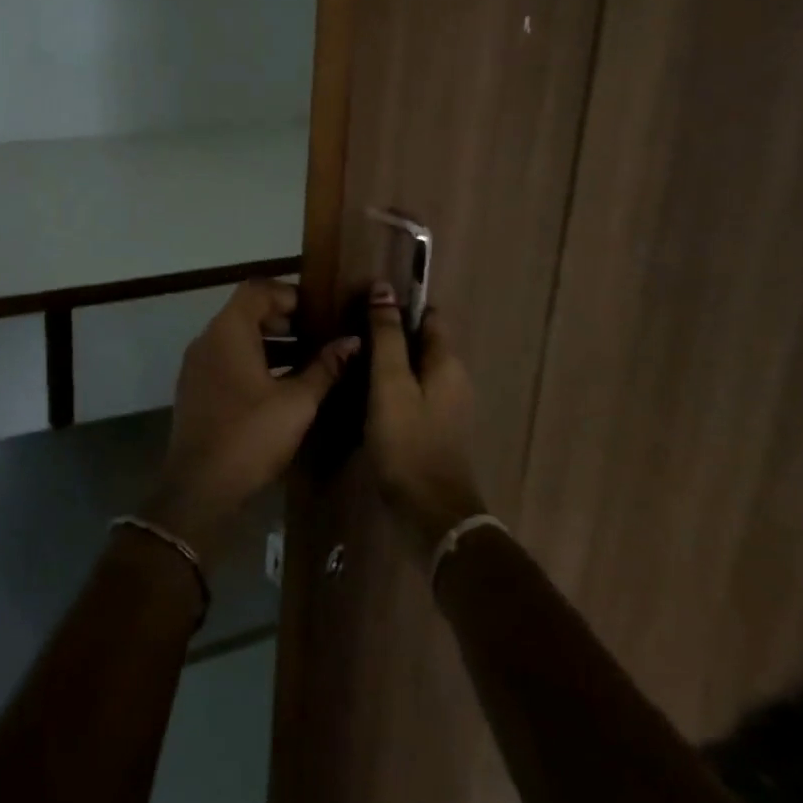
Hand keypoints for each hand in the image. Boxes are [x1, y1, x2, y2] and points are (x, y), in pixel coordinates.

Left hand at [143, 280, 356, 565]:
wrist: (199, 488)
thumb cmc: (251, 436)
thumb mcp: (297, 402)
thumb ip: (325, 367)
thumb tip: (353, 341)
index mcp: (229, 331)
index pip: (258, 290)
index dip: (290, 294)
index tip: (319, 313)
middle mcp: (208, 339)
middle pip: (247, 311)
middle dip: (284, 320)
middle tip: (318, 336)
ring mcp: (197, 365)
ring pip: (237, 338)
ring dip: (271, 343)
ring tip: (308, 361)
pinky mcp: (196, 389)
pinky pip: (227, 360)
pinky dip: (254, 362)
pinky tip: (281, 386)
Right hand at [365, 282, 485, 558]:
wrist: (431, 514)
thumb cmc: (408, 441)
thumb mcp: (390, 383)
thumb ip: (387, 336)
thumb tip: (384, 288)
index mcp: (447, 362)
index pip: (427, 316)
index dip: (398, 305)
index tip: (363, 304)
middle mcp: (453, 378)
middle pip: (421, 342)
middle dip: (389, 334)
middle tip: (349, 333)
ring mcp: (447, 406)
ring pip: (415, 369)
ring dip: (388, 362)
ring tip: (350, 361)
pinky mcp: (434, 429)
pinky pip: (412, 394)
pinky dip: (391, 387)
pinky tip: (364, 395)